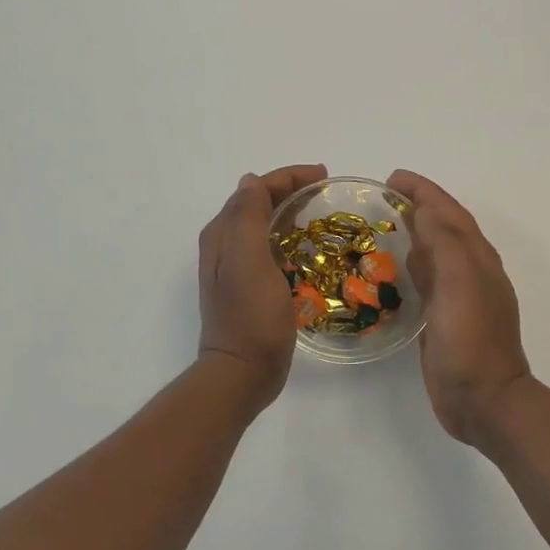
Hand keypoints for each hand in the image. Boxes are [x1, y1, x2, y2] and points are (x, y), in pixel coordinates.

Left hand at [197, 164, 328, 406]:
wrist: (242, 373)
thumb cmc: (250, 316)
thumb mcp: (248, 261)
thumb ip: (248, 217)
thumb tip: (252, 181)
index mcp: (223, 234)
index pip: (256, 189)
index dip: (288, 177)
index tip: (324, 177)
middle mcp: (225, 245)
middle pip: (259, 203)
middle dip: (291, 190)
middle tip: (326, 192)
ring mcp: (236, 268)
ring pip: (265, 225)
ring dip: (290, 213)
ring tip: (320, 213)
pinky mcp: (250, 287)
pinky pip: (271, 249)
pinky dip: (290, 239)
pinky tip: (308, 249)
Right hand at [386, 171, 531, 443]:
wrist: (483, 401)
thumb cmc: (471, 340)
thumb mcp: (460, 283)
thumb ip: (446, 243)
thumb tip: (427, 210)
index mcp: (477, 259)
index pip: (449, 212)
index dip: (424, 191)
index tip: (393, 178)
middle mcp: (471, 273)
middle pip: (444, 228)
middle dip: (419, 207)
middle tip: (384, 198)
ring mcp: (459, 298)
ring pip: (436, 254)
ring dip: (415, 234)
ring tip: (386, 226)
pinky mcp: (444, 320)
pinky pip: (427, 281)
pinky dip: (412, 266)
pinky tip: (395, 272)